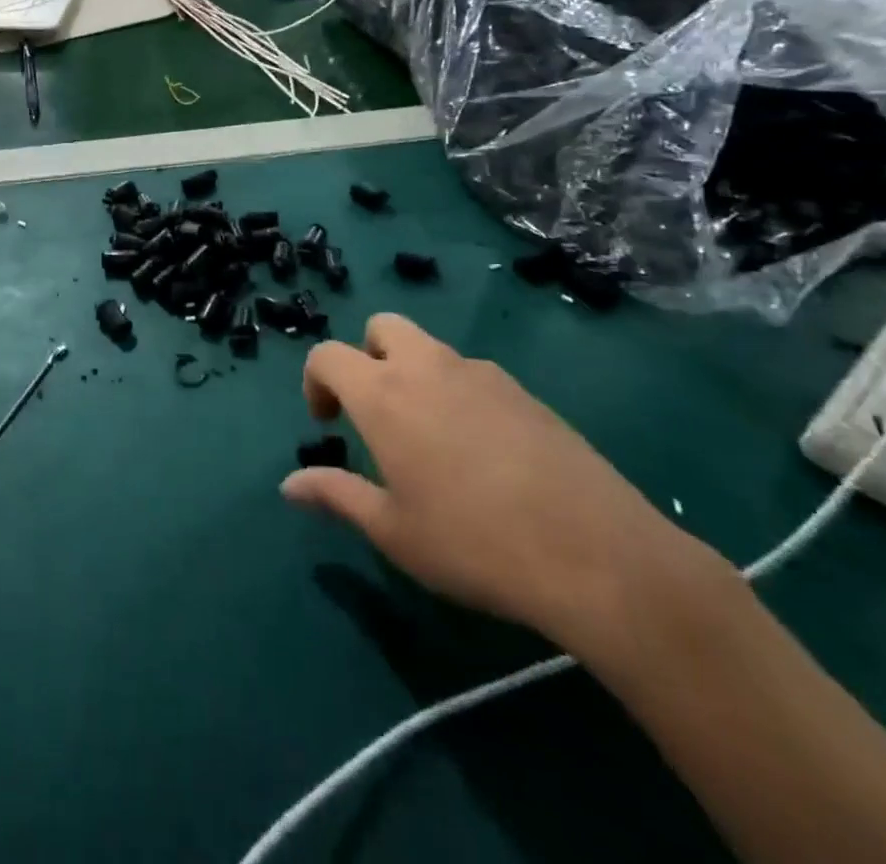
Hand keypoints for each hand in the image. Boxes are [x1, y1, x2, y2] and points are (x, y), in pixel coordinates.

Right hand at [283, 314, 693, 651]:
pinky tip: (483, 454)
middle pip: (382, 327)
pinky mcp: (525, 392)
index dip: (315, 381)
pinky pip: (474, 375)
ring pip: (431, 348)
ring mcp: (482, 374)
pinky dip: (458, 394)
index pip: (328, 354)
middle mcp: (427, 368)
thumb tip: (289, 485)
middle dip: (367, 356)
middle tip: (376, 412)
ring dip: (414, 374)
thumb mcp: (392, 530)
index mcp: (384, 394)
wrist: (596, 556)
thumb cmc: (473, 543)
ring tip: (431, 439)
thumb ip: (335, 495)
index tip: (328, 423)